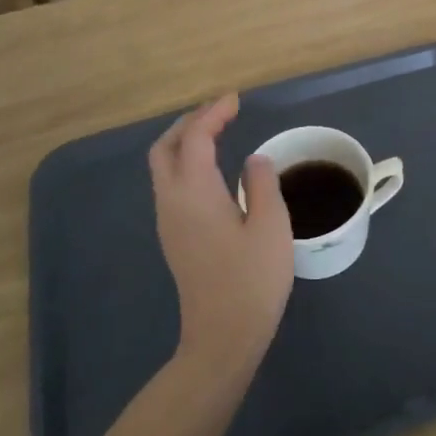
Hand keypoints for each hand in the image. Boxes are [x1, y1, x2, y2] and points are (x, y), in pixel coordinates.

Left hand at [148, 94, 294, 373]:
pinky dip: (186, 163)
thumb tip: (253, 160)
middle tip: (221, 113)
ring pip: (164, 167)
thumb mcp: (271, 225)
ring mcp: (169, 222)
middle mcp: (172, 201)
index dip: (213, 113)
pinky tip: (212, 170)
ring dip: (185, 143)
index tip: (235, 100)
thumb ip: (262, 183)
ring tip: (217, 133)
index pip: (196, 138)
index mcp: (194, 193)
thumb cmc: (252, 280)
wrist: (223, 336)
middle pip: (164, 148)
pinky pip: (171, 185)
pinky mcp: (174, 238)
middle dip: (189, 123)